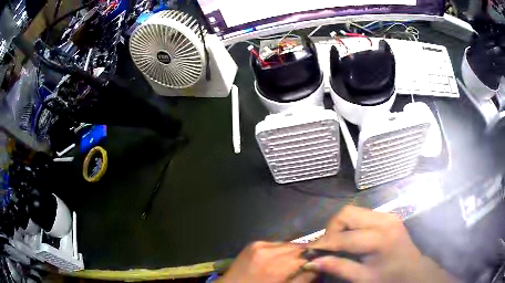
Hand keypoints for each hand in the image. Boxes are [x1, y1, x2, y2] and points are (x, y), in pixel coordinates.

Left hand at [217, 241, 315, 282]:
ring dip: (295, 250)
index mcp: (277, 267)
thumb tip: (318, 267)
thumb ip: (303, 279)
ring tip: (297, 259)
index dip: (315, 259)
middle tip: (311, 259)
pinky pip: (275, 243)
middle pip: (297, 247)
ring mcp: (259, 245)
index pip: (305, 257)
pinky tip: (281, 257)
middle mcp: (269, 252)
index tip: (320, 262)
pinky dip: (282, 249)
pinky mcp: (253, 243)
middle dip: (306, 253)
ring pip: (288, 243)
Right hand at [307, 206, 458, 282]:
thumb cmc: (389, 278)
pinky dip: (350, 226)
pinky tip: (351, 240)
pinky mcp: (387, 215)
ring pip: (353, 211)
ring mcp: (387, 215)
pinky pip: (361, 215)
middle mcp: (384, 220)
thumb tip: (311, 262)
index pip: (343, 237)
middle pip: (346, 214)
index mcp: (380, 239)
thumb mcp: (363, 278)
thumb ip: (338, 267)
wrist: (412, 270)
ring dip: (340, 227)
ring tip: (337, 244)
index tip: (308, 252)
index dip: (322, 244)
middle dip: (331, 230)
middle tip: (326, 248)